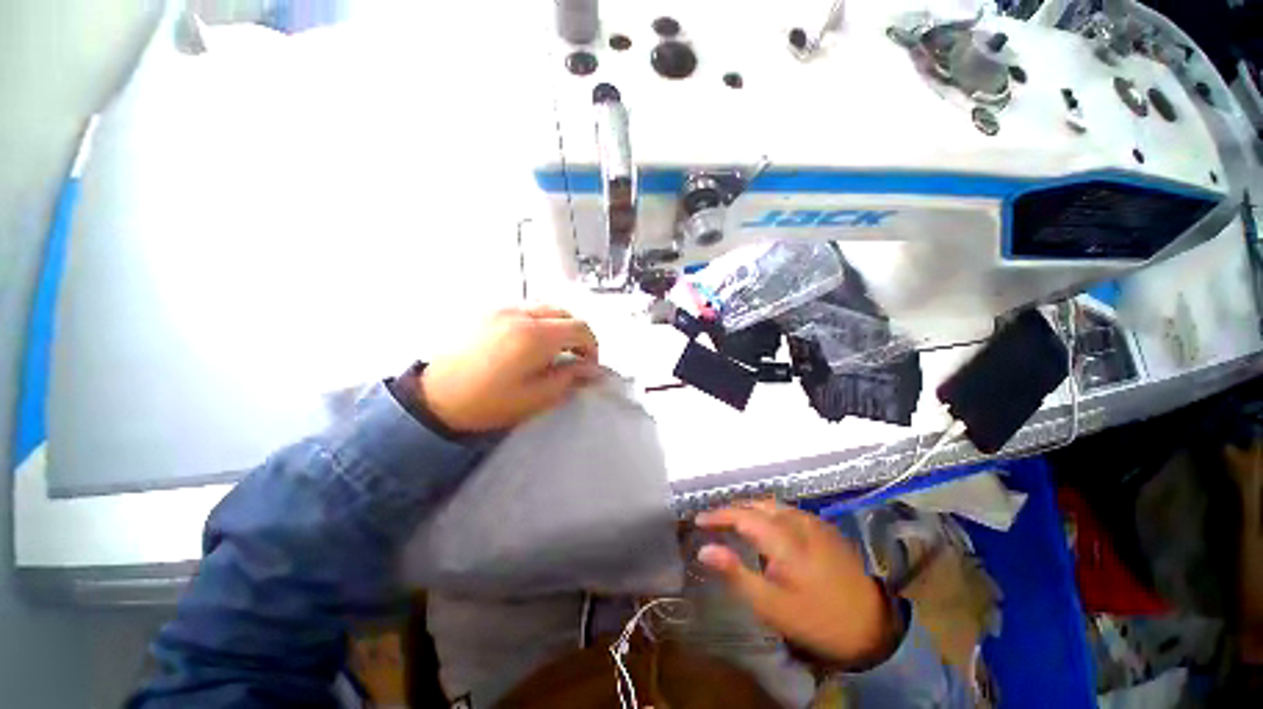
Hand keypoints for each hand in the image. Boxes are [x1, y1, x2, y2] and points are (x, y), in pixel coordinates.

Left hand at [419, 306, 599, 432]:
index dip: (592, 346)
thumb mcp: (536, 397)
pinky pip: (526, 309)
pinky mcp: (489, 312)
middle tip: (574, 358)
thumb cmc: (488, 403)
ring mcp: (503, 309)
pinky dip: (539, 321)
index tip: (588, 366)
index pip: (580, 328)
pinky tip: (530, 343)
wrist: (434, 398)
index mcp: (535, 336)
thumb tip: (591, 370)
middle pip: (565, 313)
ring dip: (559, 326)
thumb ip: (569, 378)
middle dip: (577, 334)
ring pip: (546, 308)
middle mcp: (521, 314)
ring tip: (553, 351)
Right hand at [696, 500, 896, 667]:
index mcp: (784, 539)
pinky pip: (787, 511)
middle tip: (713, 522)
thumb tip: (704, 549)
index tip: (698, 520)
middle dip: (732, 510)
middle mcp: (798, 521)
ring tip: (733, 521)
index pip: (742, 515)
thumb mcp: (771, 605)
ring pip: (772, 505)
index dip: (718, 515)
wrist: (871, 626)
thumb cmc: (816, 618)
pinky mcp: (824, 527)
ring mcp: (814, 521)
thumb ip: (735, 573)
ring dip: (749, 509)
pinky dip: (768, 513)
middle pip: (756, 504)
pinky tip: (765, 526)